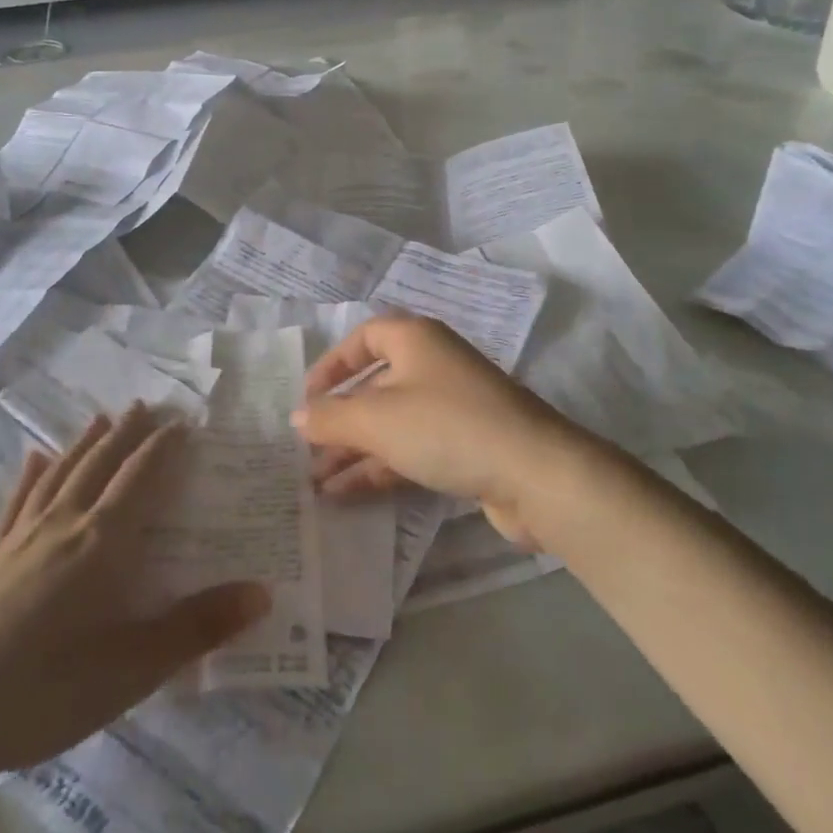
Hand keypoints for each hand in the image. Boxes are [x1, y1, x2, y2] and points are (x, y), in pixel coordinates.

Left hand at [0, 405, 267, 819]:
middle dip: (126, 433)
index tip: (182, 422)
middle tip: (146, 405)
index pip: (140, 479)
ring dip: (84, 443)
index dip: (163, 448)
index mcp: (101, 543)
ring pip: (61, 473)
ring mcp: (19, 537)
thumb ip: (197, 629)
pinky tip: (33, 460)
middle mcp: (62, 524)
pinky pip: (16, 500)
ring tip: (100, 418)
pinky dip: (31, 474)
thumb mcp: (131, 670)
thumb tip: (263, 591)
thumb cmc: (41, 693)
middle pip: (100, 464)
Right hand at [292, 316, 596, 547]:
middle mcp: (433, 366)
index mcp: (415, 340)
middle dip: (339, 420)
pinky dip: (380, 468)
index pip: (364, 338)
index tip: (308, 398)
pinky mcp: (466, 446)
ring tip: (316, 483)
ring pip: (391, 424)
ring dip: (354, 451)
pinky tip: (347, 494)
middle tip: (306, 451)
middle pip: (375, 386)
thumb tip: (297, 417)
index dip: (332, 364)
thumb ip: (330, 417)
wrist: (535, 474)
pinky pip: (411, 449)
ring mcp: (452, 408)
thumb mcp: (376, 419)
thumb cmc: (445, 427)